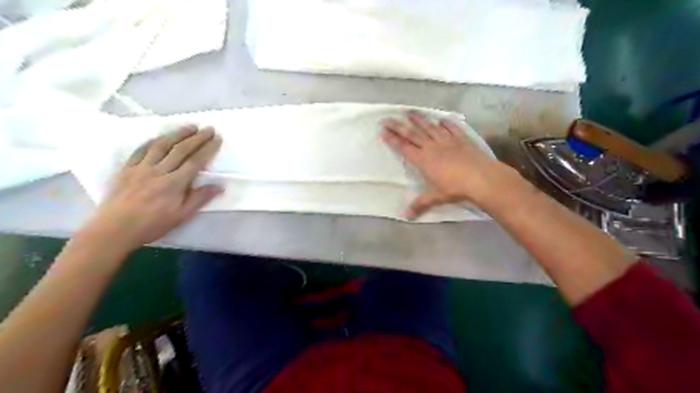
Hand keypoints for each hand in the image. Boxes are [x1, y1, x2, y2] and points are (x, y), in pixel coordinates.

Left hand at [81, 125, 223, 255]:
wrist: (114, 229)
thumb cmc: (152, 225)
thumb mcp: (181, 216)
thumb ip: (200, 198)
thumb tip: (219, 186)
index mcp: (174, 184)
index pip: (196, 161)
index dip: (208, 149)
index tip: (217, 139)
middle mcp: (159, 171)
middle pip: (181, 150)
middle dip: (197, 138)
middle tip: (209, 128)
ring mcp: (141, 167)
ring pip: (162, 145)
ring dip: (178, 134)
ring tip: (190, 126)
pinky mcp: (127, 168)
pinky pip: (141, 150)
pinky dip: (153, 141)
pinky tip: (161, 136)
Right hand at [382, 112, 518, 219]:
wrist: (481, 178)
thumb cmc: (455, 188)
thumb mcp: (436, 197)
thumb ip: (419, 204)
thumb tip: (405, 217)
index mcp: (423, 160)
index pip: (404, 147)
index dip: (392, 139)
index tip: (383, 131)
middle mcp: (432, 147)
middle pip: (412, 134)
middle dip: (398, 126)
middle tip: (387, 118)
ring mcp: (447, 141)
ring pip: (429, 127)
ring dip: (419, 119)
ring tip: (410, 112)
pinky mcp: (461, 139)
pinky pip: (451, 128)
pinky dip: (445, 123)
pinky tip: (441, 119)